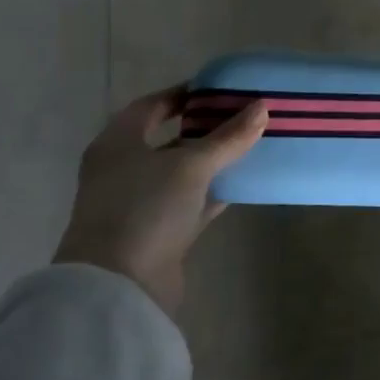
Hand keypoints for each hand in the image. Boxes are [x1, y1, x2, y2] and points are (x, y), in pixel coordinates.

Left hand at [53, 86, 266, 314]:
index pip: (151, 106)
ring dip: (212, 161)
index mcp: (117, 144)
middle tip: (242, 116)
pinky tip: (242, 184)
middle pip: (167, 139)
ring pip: (181, 173)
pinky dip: (213, 193)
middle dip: (204, 128)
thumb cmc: (145, 209)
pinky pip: (190, 203)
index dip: (183, 95)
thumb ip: (228, 137)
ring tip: (250, 145)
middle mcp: (122, 170)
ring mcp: (138, 204)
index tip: (218, 90)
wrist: (118, 288)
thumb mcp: (190, 166)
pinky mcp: (156, 233)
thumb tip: (262, 108)